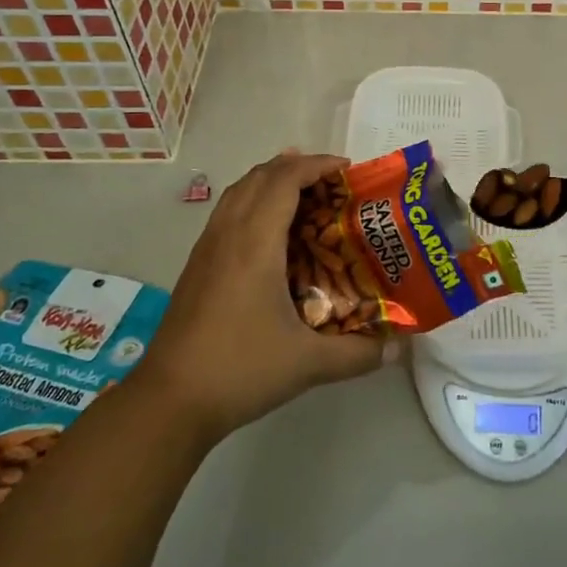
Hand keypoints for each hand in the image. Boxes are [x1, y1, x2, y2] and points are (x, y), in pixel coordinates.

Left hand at [138, 151, 383, 440]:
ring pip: (239, 191)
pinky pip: (227, 211)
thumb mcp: (308, 364)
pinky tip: (271, 234)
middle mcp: (228, 233)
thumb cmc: (240, 370)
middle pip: (260, 176)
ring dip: (272, 181)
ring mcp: (207, 248)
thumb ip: (358, 354)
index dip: (317, 165)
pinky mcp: (196, 265)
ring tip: (305, 195)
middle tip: (333, 183)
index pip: (284, 179)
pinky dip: (254, 201)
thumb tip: (397, 350)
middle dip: (297, 167)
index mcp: (255, 243)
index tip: (348, 169)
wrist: (168, 401)